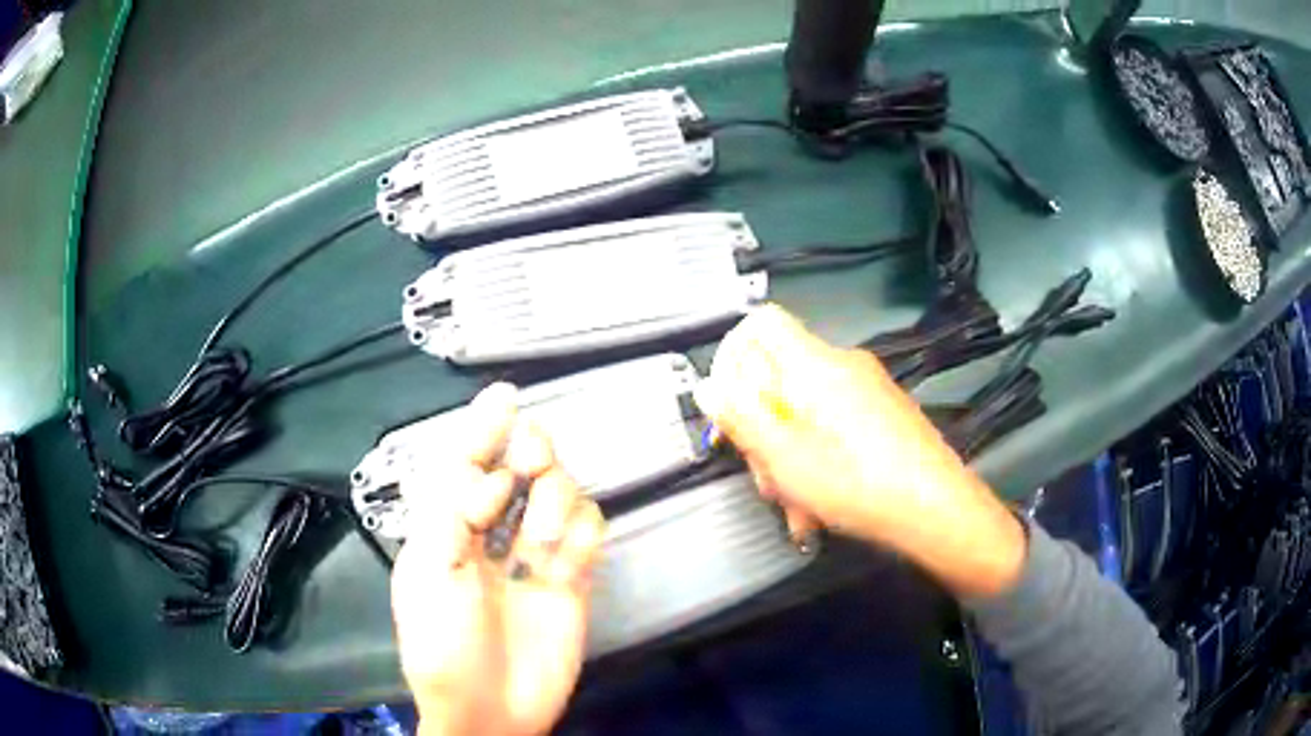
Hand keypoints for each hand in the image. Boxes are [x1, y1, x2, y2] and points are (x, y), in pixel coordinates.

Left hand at [391, 383, 605, 735]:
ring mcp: (534, 557)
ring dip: (554, 500)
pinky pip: (588, 533)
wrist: (490, 711)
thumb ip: (449, 511)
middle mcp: (491, 535)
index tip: (503, 397)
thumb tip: (488, 470)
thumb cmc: (443, 645)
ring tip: (543, 540)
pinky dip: (582, 531)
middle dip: (527, 453)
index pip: (466, 463)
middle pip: (519, 469)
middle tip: (531, 460)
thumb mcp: (427, 573)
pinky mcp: (572, 580)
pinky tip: (567, 555)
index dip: (481, 428)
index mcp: (446, 529)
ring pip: (558, 494)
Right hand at [694, 305, 1025, 598]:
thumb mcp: (785, 458)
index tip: (728, 407)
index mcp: (814, 365)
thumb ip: (741, 417)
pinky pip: (831, 425)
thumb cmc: (858, 485)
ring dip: (788, 458)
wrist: (938, 511)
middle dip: (762, 429)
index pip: (760, 324)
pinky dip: (816, 459)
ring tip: (797, 508)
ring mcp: (865, 390)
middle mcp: (842, 366)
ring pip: (803, 411)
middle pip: (778, 377)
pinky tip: (819, 506)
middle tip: (767, 477)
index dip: (733, 357)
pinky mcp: (880, 414)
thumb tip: (709, 385)